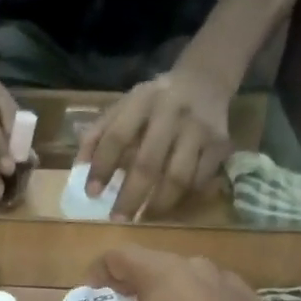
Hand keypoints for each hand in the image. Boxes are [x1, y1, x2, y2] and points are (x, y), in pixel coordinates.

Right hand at [63, 247, 299, 300]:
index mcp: (162, 272)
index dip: (97, 273)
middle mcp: (196, 265)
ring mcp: (228, 281)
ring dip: (166, 297)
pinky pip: (213, 297)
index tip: (91, 296)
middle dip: (131, 286)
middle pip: (152, 266)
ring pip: (185, 280)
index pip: (118, 255)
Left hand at [77, 67, 232, 219]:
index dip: (102, 168)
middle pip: (148, 163)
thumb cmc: (154, 101)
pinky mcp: (220, 144)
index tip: (92, 194)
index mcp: (142, 101)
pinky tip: (170, 205)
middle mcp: (172, 113)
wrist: (205, 80)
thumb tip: (79, 169)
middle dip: (130, 196)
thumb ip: (98, 134)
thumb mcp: (123, 106)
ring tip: (143, 218)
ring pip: (178, 177)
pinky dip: (183, 197)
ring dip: (158, 204)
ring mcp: (199, 129)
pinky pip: (199, 180)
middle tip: (117, 219)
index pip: (116, 137)